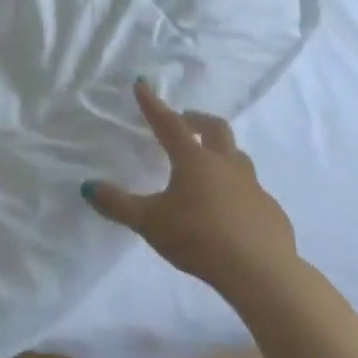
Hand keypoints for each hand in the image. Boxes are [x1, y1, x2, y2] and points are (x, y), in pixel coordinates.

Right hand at [84, 80, 296, 290]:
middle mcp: (226, 165)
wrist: (261, 272)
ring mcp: (253, 187)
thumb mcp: (149, 222)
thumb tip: (87, 187)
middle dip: (197, 120)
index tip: (143, 84)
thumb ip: (117, 204)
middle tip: (184, 121)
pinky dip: (237, 189)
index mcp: (194, 160)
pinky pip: (252, 191)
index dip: (153, 104)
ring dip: (221, 152)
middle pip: (215, 129)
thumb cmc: (198, 238)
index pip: (168, 124)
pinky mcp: (270, 211)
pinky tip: (229, 209)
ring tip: (207, 164)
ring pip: (238, 157)